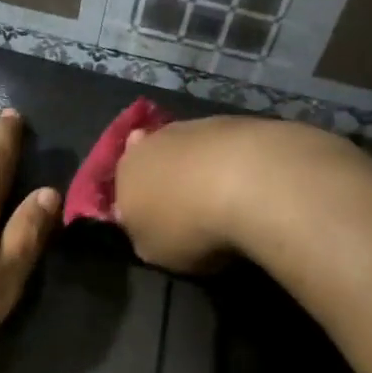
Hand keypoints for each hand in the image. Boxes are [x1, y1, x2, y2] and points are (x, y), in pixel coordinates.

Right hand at [114, 116, 355, 271]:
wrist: (247, 182)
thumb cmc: (188, 226)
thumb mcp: (155, 252)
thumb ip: (145, 236)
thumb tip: (147, 226)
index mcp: (124, 173)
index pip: (122, 189)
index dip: (137, 207)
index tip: (156, 225)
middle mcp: (151, 142)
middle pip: (153, 161)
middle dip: (166, 180)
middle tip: (187, 208)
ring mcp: (194, 126)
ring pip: (188, 149)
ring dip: (199, 168)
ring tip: (223, 196)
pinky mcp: (234, 120)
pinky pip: (223, 146)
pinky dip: (230, 162)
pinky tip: (249, 184)